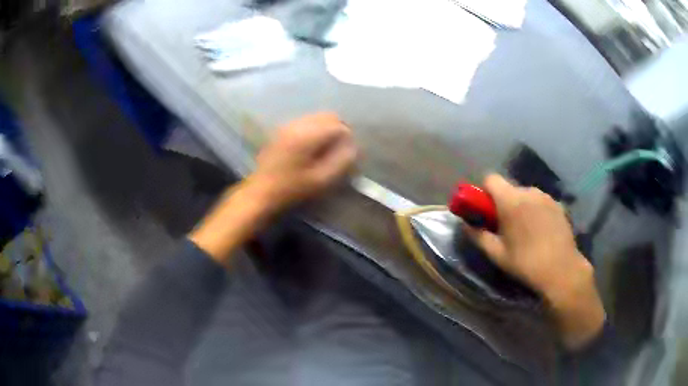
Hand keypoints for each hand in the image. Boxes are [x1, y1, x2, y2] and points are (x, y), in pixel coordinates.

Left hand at [247, 112, 356, 212]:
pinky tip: (314, 146)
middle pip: (328, 116)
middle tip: (342, 148)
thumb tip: (353, 147)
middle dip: (340, 129)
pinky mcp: (282, 130)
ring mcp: (288, 126)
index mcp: (308, 135)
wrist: (260, 192)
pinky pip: (306, 121)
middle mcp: (298, 124)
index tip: (349, 154)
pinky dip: (316, 129)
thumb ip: (341, 161)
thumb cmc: (291, 189)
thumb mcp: (321, 180)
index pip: (338, 126)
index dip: (348, 139)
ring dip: (328, 128)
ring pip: (317, 117)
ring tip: (329, 148)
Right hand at [466, 174, 604, 349]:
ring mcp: (546, 196)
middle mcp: (529, 191)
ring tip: (526, 231)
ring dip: (521, 206)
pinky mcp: (558, 204)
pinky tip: (540, 232)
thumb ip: (478, 236)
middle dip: (503, 203)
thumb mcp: (497, 254)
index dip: (484, 192)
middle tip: (505, 227)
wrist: (561, 270)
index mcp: (511, 200)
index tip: (486, 211)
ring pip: (525, 195)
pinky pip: (540, 202)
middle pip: (509, 188)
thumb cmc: (526, 263)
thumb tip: (465, 225)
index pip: (491, 179)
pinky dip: (535, 211)